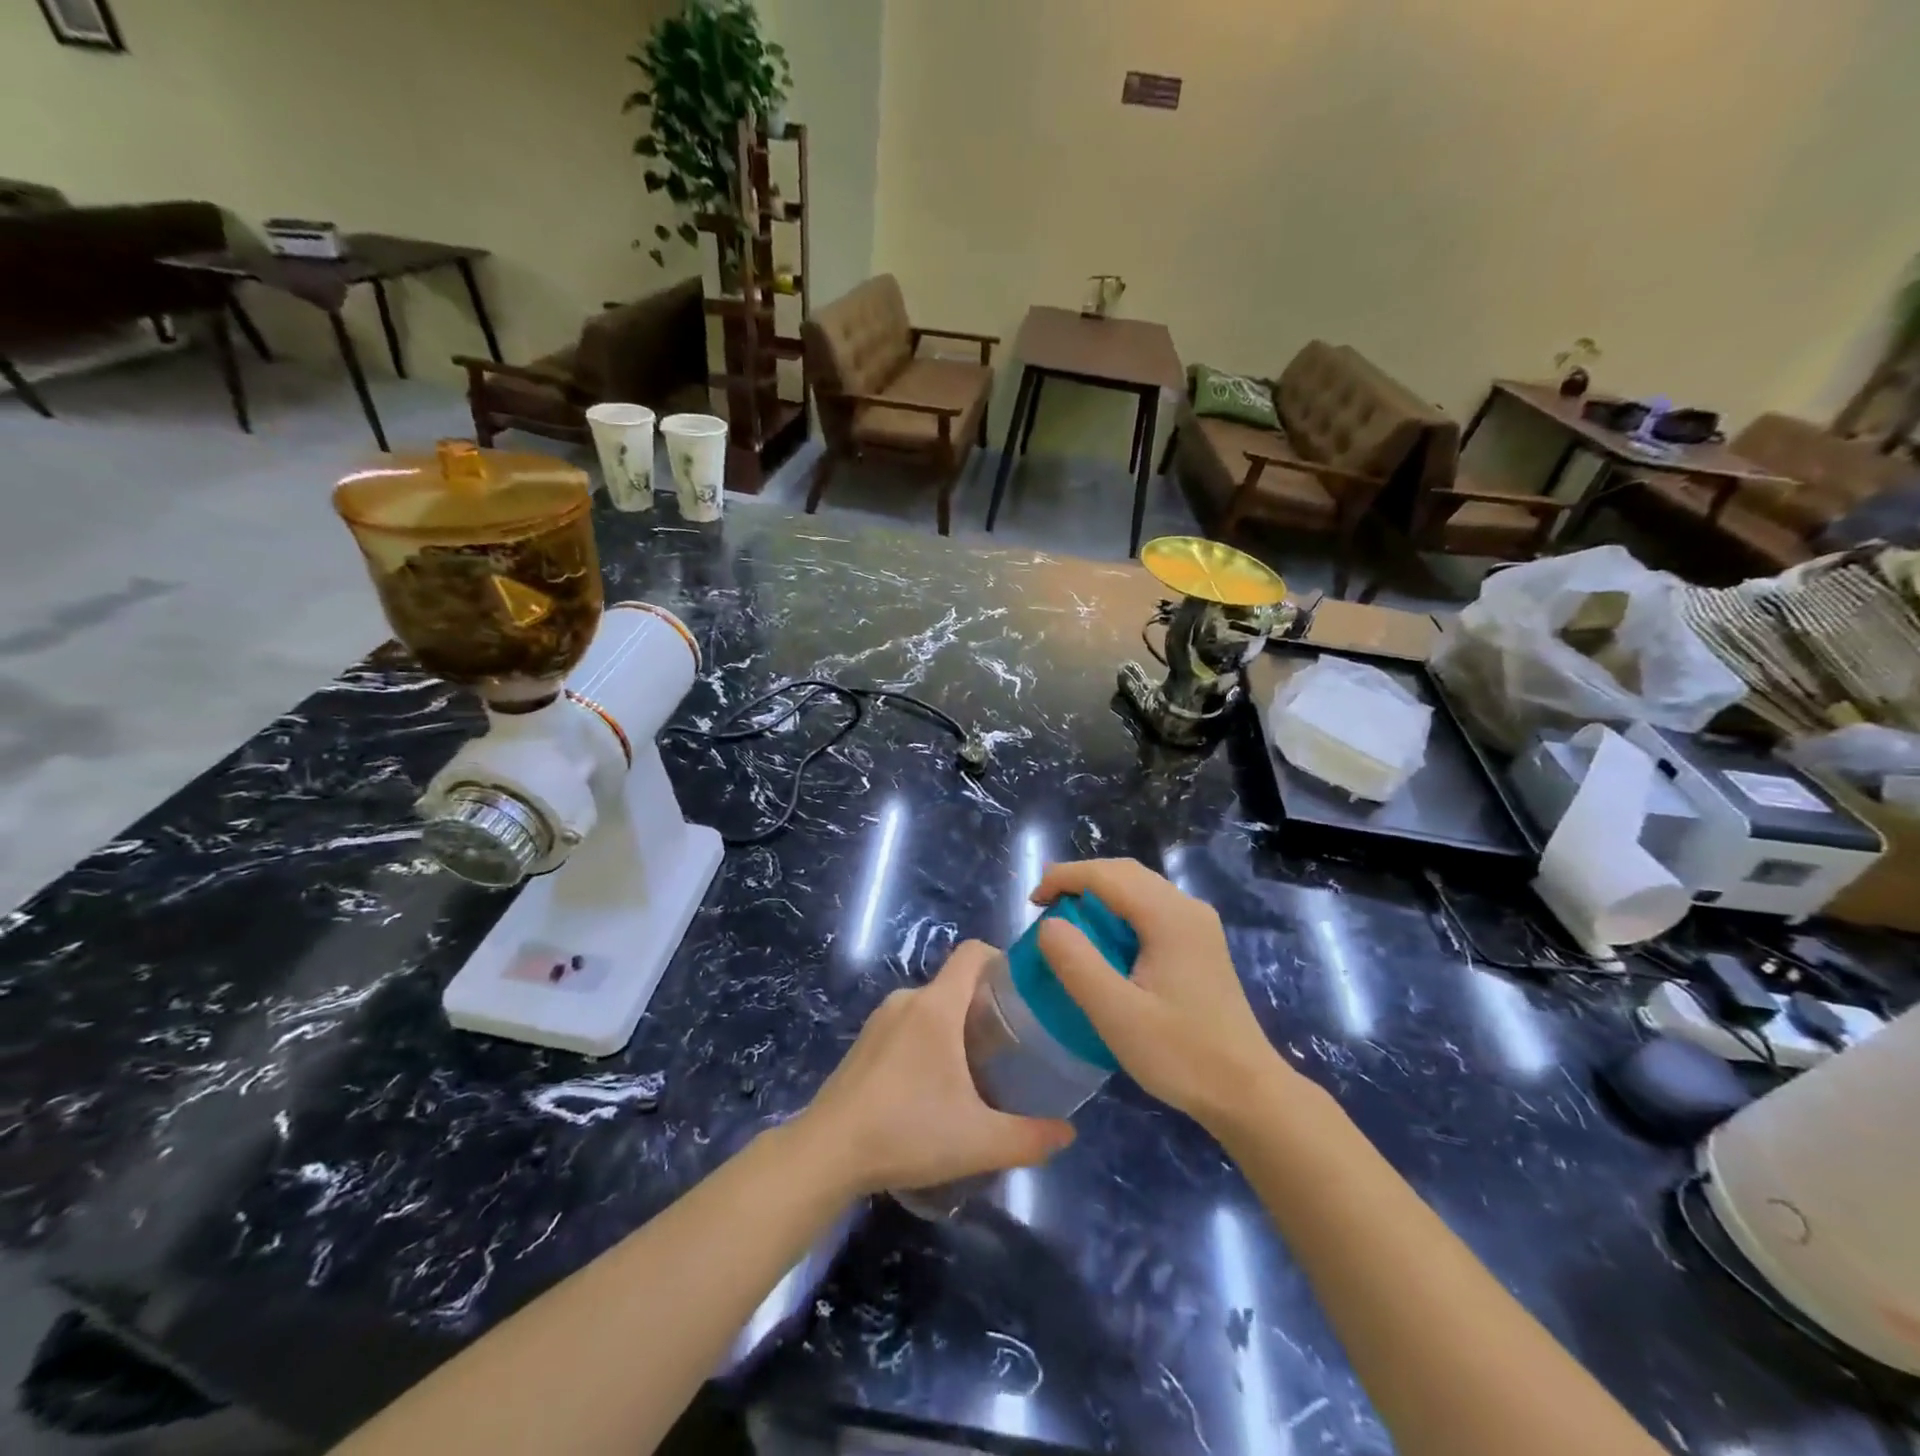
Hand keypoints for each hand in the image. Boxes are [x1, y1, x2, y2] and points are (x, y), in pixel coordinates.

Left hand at [797, 941, 1074, 1197]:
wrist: (826, 1152)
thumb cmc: (906, 1132)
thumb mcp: (978, 1141)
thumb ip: (1030, 1138)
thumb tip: (1068, 1133)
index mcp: (936, 1006)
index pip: (973, 953)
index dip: (1002, 958)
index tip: (1026, 989)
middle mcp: (907, 1000)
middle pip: (956, 982)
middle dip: (986, 1004)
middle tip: (1012, 1042)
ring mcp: (881, 1019)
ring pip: (932, 1006)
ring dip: (956, 1025)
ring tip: (978, 1067)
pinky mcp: (864, 1041)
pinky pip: (908, 1024)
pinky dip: (929, 1039)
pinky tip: (934, 1085)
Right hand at [1034, 859, 1295, 1130]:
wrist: (1247, 1092)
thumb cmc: (1181, 1054)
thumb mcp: (1117, 1014)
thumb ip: (1077, 963)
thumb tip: (1049, 924)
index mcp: (1169, 916)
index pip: (1106, 875)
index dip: (1064, 878)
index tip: (1032, 903)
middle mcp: (1187, 908)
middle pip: (1125, 873)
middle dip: (1080, 880)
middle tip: (1044, 906)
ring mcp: (1198, 924)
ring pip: (1140, 887)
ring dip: (1100, 893)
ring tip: (1067, 918)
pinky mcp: (1200, 943)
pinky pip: (1152, 907)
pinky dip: (1119, 909)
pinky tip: (1105, 939)